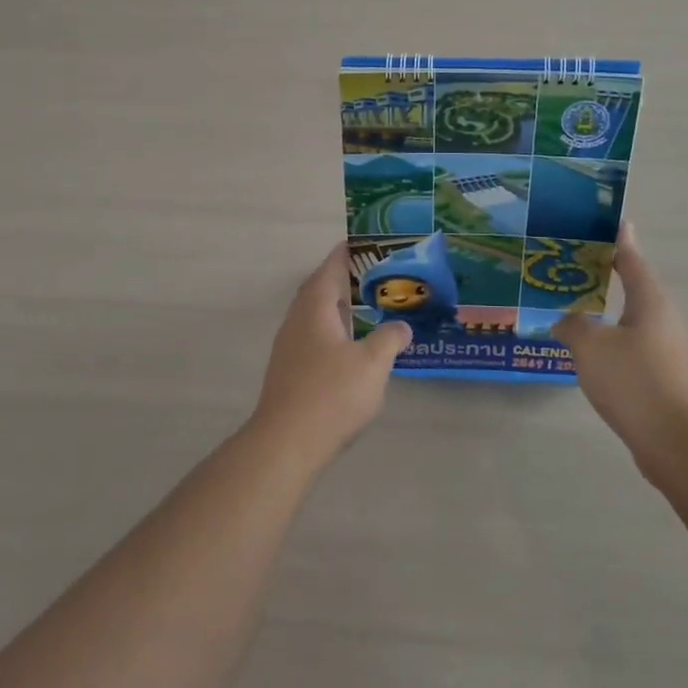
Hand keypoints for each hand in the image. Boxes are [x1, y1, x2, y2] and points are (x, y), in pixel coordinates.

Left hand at [249, 244, 410, 470]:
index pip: (330, 268)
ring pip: (315, 316)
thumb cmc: (331, 394)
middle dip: (344, 281)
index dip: (347, 254)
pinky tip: (350, 349)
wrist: (286, 443)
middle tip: (373, 277)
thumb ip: (389, 339)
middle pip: (319, 290)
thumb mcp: (372, 363)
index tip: (365, 243)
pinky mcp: (289, 371)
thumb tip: (401, 327)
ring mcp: (289, 347)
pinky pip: (313, 338)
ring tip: (366, 310)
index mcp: (314, 307)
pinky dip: (333, 332)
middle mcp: (297, 320)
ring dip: (338, 309)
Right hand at [556, 225, 687, 474]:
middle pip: (635, 289)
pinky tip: (591, 356)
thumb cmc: (633, 380)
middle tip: (574, 269)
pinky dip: (613, 344)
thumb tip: (565, 320)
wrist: (676, 442)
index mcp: (650, 301)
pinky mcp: (667, 380)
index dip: (617, 241)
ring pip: (633, 322)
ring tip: (576, 312)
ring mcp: (670, 352)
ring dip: (608, 315)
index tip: (606, 224)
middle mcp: (665, 320)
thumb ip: (573, 325)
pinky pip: (634, 350)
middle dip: (608, 277)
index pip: (631, 260)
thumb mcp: (590, 346)